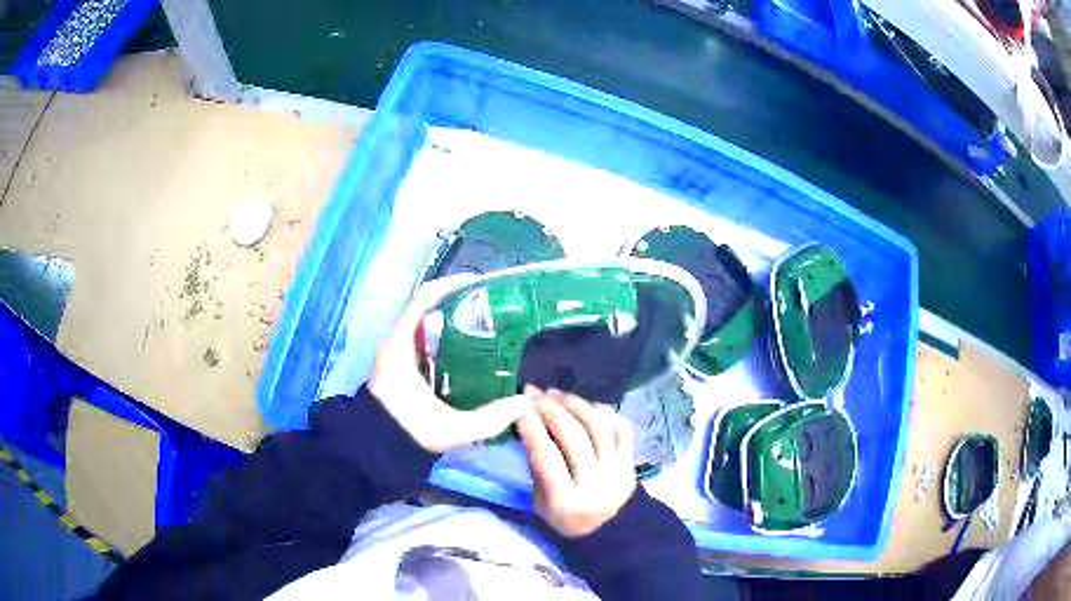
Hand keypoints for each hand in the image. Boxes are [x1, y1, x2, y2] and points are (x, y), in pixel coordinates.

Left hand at [369, 279, 529, 452]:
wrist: (379, 450)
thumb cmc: (409, 432)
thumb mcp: (451, 429)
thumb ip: (488, 419)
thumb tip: (523, 403)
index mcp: (401, 346)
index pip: (423, 300)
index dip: (451, 287)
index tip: (482, 285)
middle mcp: (399, 342)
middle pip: (430, 309)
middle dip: (461, 304)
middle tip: (495, 308)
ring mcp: (400, 354)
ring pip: (430, 325)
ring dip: (456, 322)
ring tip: (491, 326)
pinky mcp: (405, 367)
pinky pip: (429, 343)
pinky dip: (450, 341)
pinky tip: (475, 352)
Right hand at [517, 387, 637, 537]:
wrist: (610, 532)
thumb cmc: (564, 520)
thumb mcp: (539, 502)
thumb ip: (536, 466)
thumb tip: (529, 424)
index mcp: (566, 500)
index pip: (546, 456)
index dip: (532, 427)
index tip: (518, 406)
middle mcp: (596, 484)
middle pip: (573, 436)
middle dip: (551, 409)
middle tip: (534, 393)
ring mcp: (618, 471)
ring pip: (598, 426)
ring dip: (575, 404)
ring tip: (556, 393)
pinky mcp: (632, 463)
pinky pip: (621, 429)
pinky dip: (604, 412)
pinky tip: (586, 405)